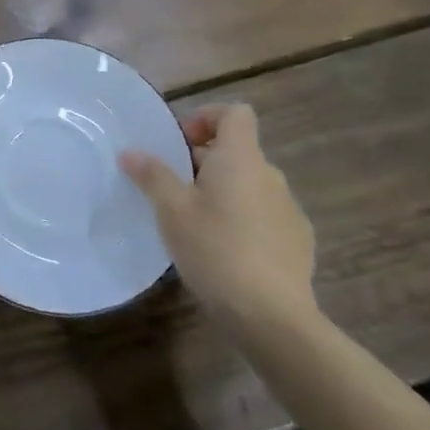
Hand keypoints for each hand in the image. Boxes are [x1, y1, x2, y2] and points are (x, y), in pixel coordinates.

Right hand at [119, 104, 315, 330]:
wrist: (272, 316)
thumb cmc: (215, 249)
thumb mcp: (172, 210)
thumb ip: (152, 175)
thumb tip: (130, 151)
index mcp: (241, 159)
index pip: (235, 114)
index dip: (207, 118)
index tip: (180, 143)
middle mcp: (271, 175)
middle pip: (237, 151)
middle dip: (204, 162)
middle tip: (173, 190)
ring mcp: (289, 209)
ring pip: (250, 185)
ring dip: (224, 192)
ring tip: (196, 224)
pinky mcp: (298, 241)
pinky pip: (265, 215)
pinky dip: (244, 220)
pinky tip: (225, 252)